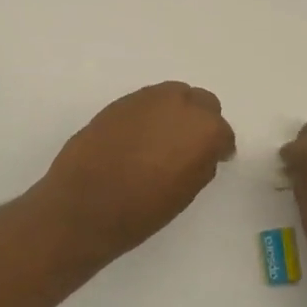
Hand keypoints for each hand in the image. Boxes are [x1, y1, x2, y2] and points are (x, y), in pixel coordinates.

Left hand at [35, 82, 236, 262]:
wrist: (83, 205)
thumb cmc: (141, 210)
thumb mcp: (186, 193)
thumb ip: (201, 163)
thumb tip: (203, 152)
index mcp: (205, 129)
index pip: (223, 132)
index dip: (219, 148)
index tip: (213, 159)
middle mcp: (181, 104)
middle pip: (203, 103)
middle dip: (200, 121)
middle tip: (189, 146)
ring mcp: (148, 98)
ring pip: (174, 96)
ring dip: (175, 114)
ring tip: (162, 140)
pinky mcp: (121, 101)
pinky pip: (147, 103)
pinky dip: (150, 115)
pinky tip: (139, 138)